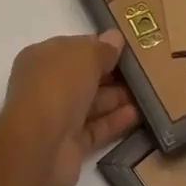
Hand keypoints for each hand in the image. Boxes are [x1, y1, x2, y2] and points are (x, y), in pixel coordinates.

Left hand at [1, 30, 139, 185]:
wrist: (38, 147)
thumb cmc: (58, 87)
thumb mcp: (85, 56)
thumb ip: (102, 48)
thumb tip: (115, 38)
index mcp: (42, 58)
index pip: (74, 48)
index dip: (99, 47)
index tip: (126, 48)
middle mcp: (46, 86)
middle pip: (83, 76)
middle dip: (111, 74)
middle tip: (143, 71)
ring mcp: (56, 117)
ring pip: (91, 103)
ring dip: (117, 98)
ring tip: (147, 93)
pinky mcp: (68, 145)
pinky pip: (95, 129)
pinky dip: (114, 121)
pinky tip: (137, 115)